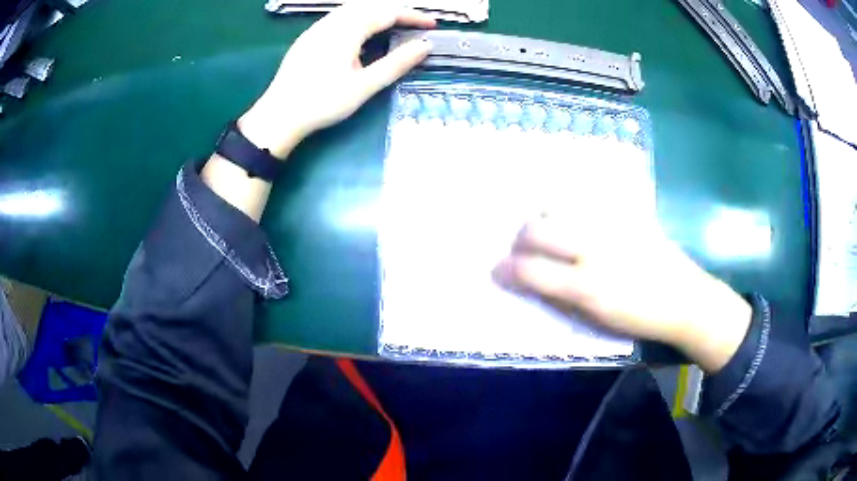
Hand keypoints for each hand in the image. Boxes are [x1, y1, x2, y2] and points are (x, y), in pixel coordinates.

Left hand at [238, 3, 435, 158]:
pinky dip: (358, 18)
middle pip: (369, 6)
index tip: (432, 24)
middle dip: (395, 11)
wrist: (279, 116)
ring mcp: (316, 28)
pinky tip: (361, 33)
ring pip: (352, 9)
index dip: (412, 16)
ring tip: (393, 25)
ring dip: (376, 12)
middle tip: (415, 24)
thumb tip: (424, 46)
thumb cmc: (322, 103)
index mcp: (347, 30)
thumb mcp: (364, 86)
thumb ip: (396, 63)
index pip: (387, 13)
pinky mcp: (307, 38)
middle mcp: (331, 22)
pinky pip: (338, 17)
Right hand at [493, 211, 751, 372]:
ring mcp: (612, 224)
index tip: (496, 269)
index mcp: (587, 286)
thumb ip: (558, 298)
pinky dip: (569, 206)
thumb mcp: (596, 320)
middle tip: (521, 249)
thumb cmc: (638, 318)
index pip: (531, 270)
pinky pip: (586, 198)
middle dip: (519, 239)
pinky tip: (573, 217)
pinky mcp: (627, 210)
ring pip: (558, 205)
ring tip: (547, 231)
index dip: (506, 269)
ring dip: (542, 218)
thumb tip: (526, 280)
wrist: (684, 298)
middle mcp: (595, 248)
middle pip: (537, 229)